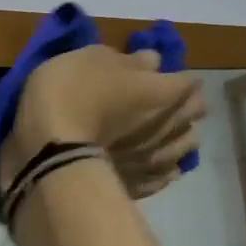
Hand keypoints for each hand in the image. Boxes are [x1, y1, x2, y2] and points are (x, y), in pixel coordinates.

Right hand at [1, 46, 205, 199]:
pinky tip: (156, 163)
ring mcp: (157, 160)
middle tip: (169, 100)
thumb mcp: (95, 58)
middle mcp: (170, 126)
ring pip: (186, 147)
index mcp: (163, 91)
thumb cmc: (74, 91)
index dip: (180, 76)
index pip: (190, 82)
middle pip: (195, 114)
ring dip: (180, 136)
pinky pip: (164, 176)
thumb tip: (154, 61)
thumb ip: (130, 60)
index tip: (164, 75)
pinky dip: (164, 166)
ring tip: (167, 132)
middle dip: (186, 104)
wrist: (50, 151)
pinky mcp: (141, 187)